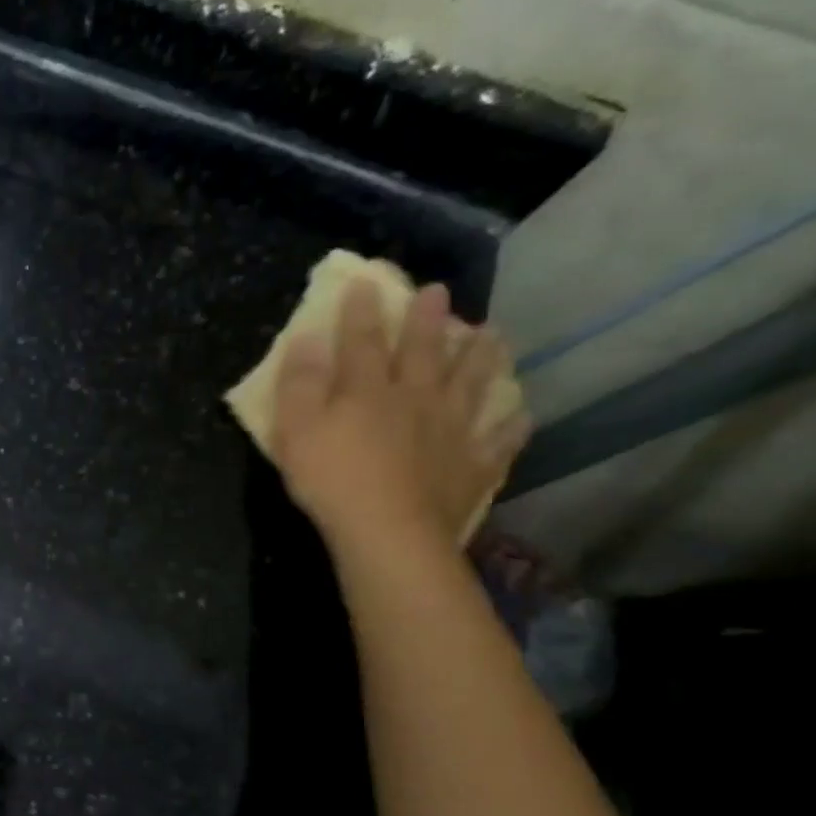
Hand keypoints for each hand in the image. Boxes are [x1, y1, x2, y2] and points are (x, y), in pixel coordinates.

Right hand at [269, 280, 530, 555]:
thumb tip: (306, 338)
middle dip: (428, 320)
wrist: (388, 532)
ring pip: (472, 384)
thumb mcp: (295, 430)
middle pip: (424, 352)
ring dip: (481, 357)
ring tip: (492, 335)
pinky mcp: (473, 465)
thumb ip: (299, 383)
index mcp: (368, 390)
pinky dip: (511, 424)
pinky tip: (520, 414)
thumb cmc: (331, 480)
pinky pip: (499, 440)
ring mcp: (452, 430)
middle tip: (440, 292)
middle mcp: (416, 399)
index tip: (367, 283)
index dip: (362, 312)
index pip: (363, 341)